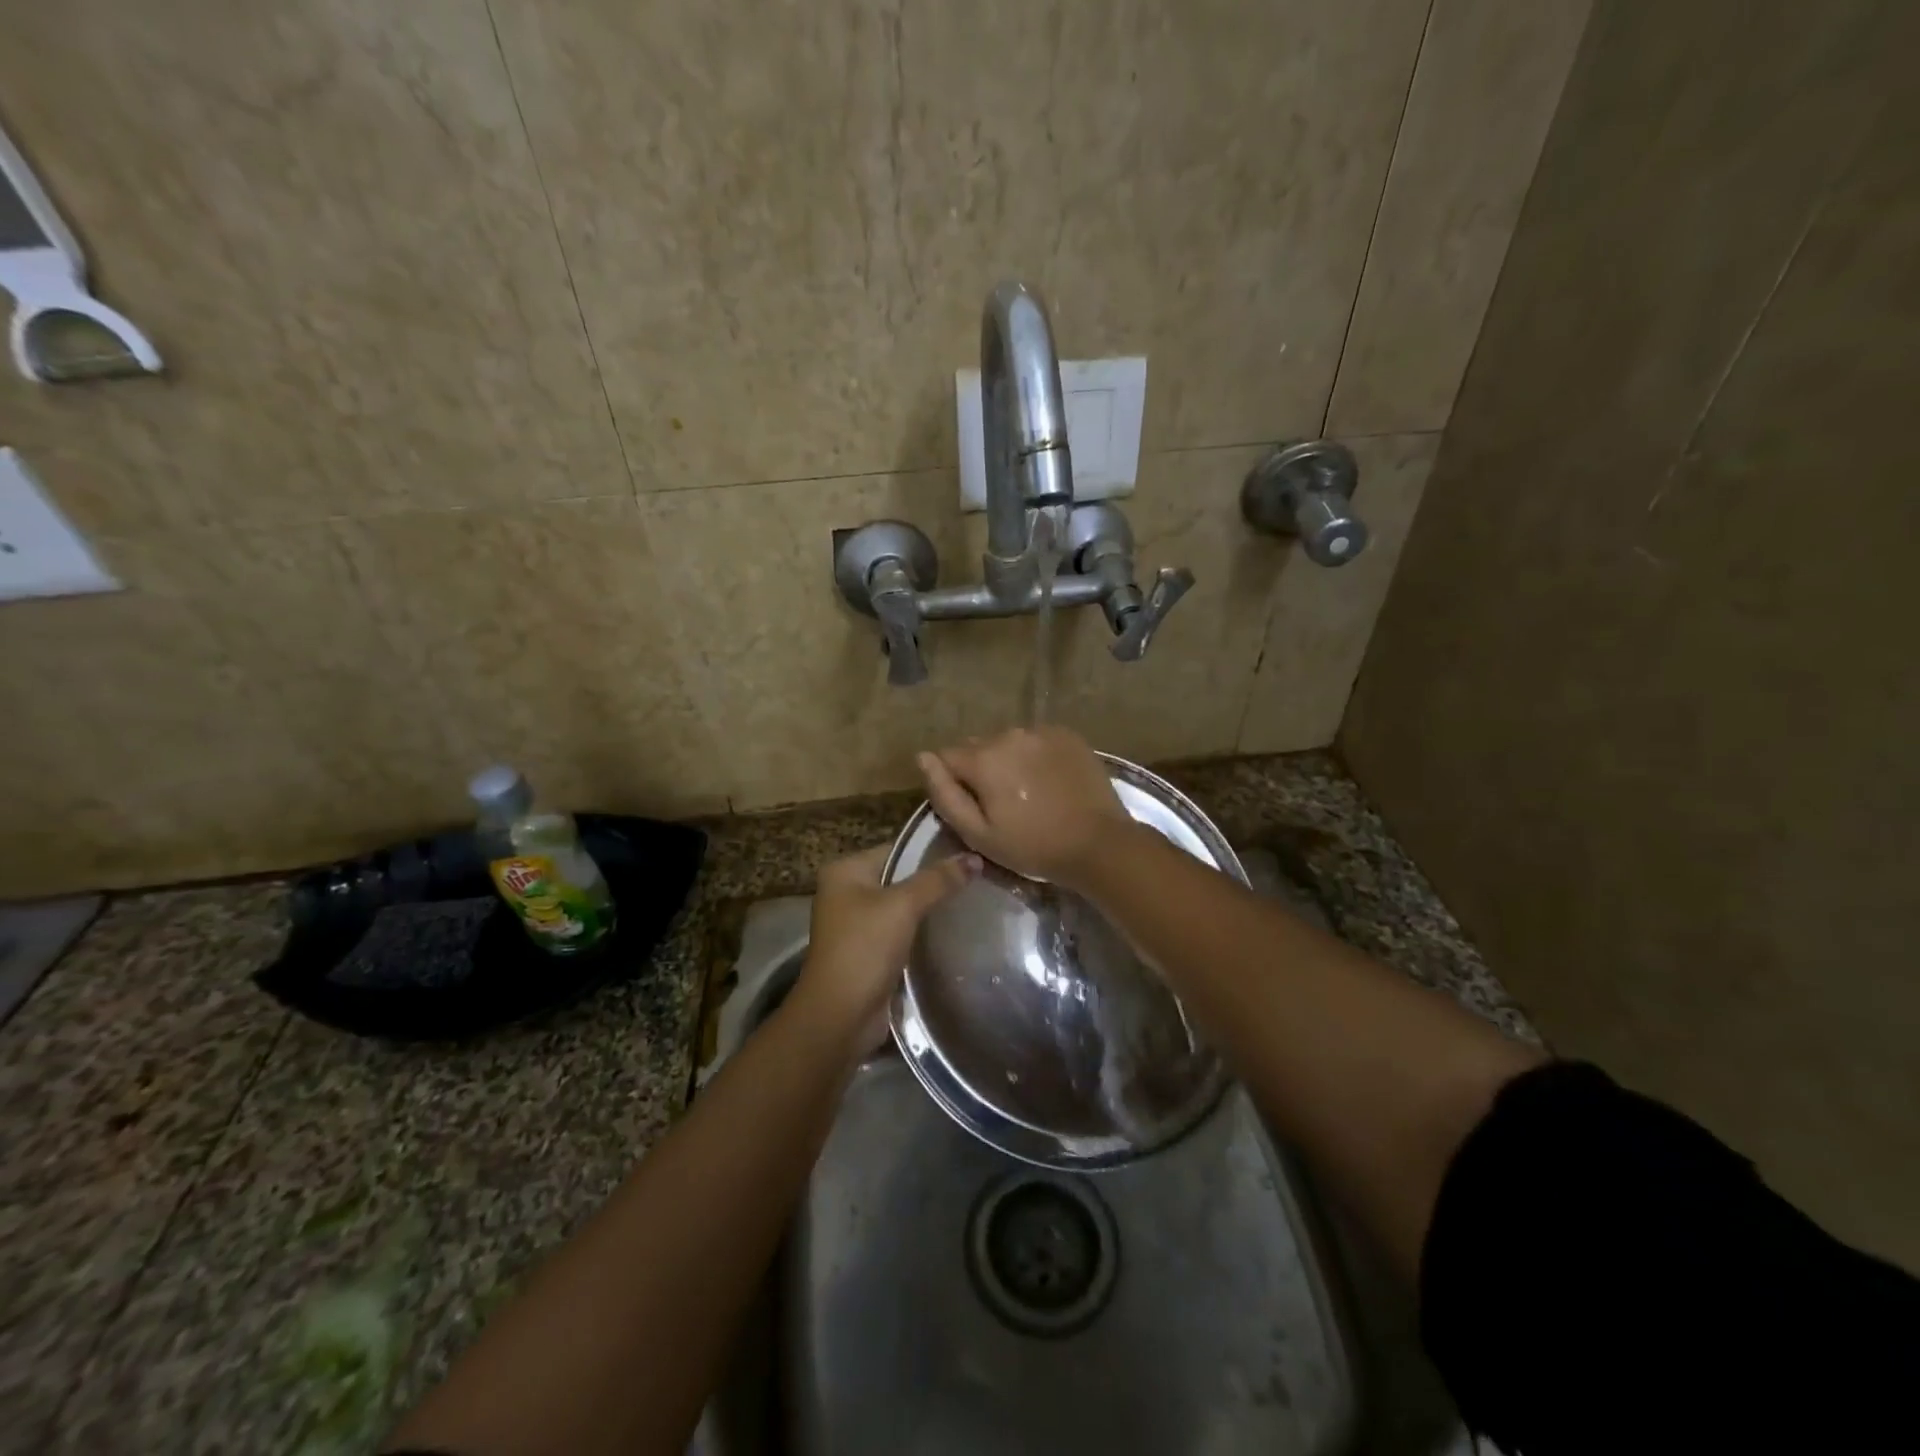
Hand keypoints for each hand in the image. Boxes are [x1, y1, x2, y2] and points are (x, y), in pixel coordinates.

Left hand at [788, 844, 978, 1054]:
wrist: (840, 1016)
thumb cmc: (864, 949)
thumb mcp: (903, 906)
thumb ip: (938, 880)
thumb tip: (974, 858)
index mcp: (845, 871)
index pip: (897, 849)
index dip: (932, 850)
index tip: (970, 851)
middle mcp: (846, 892)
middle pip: (900, 876)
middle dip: (934, 879)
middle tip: (977, 876)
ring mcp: (856, 923)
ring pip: (902, 905)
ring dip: (930, 906)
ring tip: (972, 898)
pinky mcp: (869, 951)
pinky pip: (902, 930)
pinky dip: (922, 930)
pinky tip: (953, 928)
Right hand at [917, 727, 1130, 888]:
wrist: (1098, 843)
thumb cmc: (1033, 846)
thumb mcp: (978, 834)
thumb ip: (944, 793)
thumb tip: (922, 758)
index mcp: (983, 759)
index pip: (946, 757)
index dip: (953, 783)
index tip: (972, 807)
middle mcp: (1009, 734)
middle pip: (977, 747)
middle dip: (981, 769)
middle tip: (1002, 803)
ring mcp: (1041, 731)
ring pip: (1008, 742)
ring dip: (1009, 761)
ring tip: (1028, 792)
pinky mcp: (1067, 734)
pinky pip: (1036, 740)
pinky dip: (1035, 756)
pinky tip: (1049, 782)